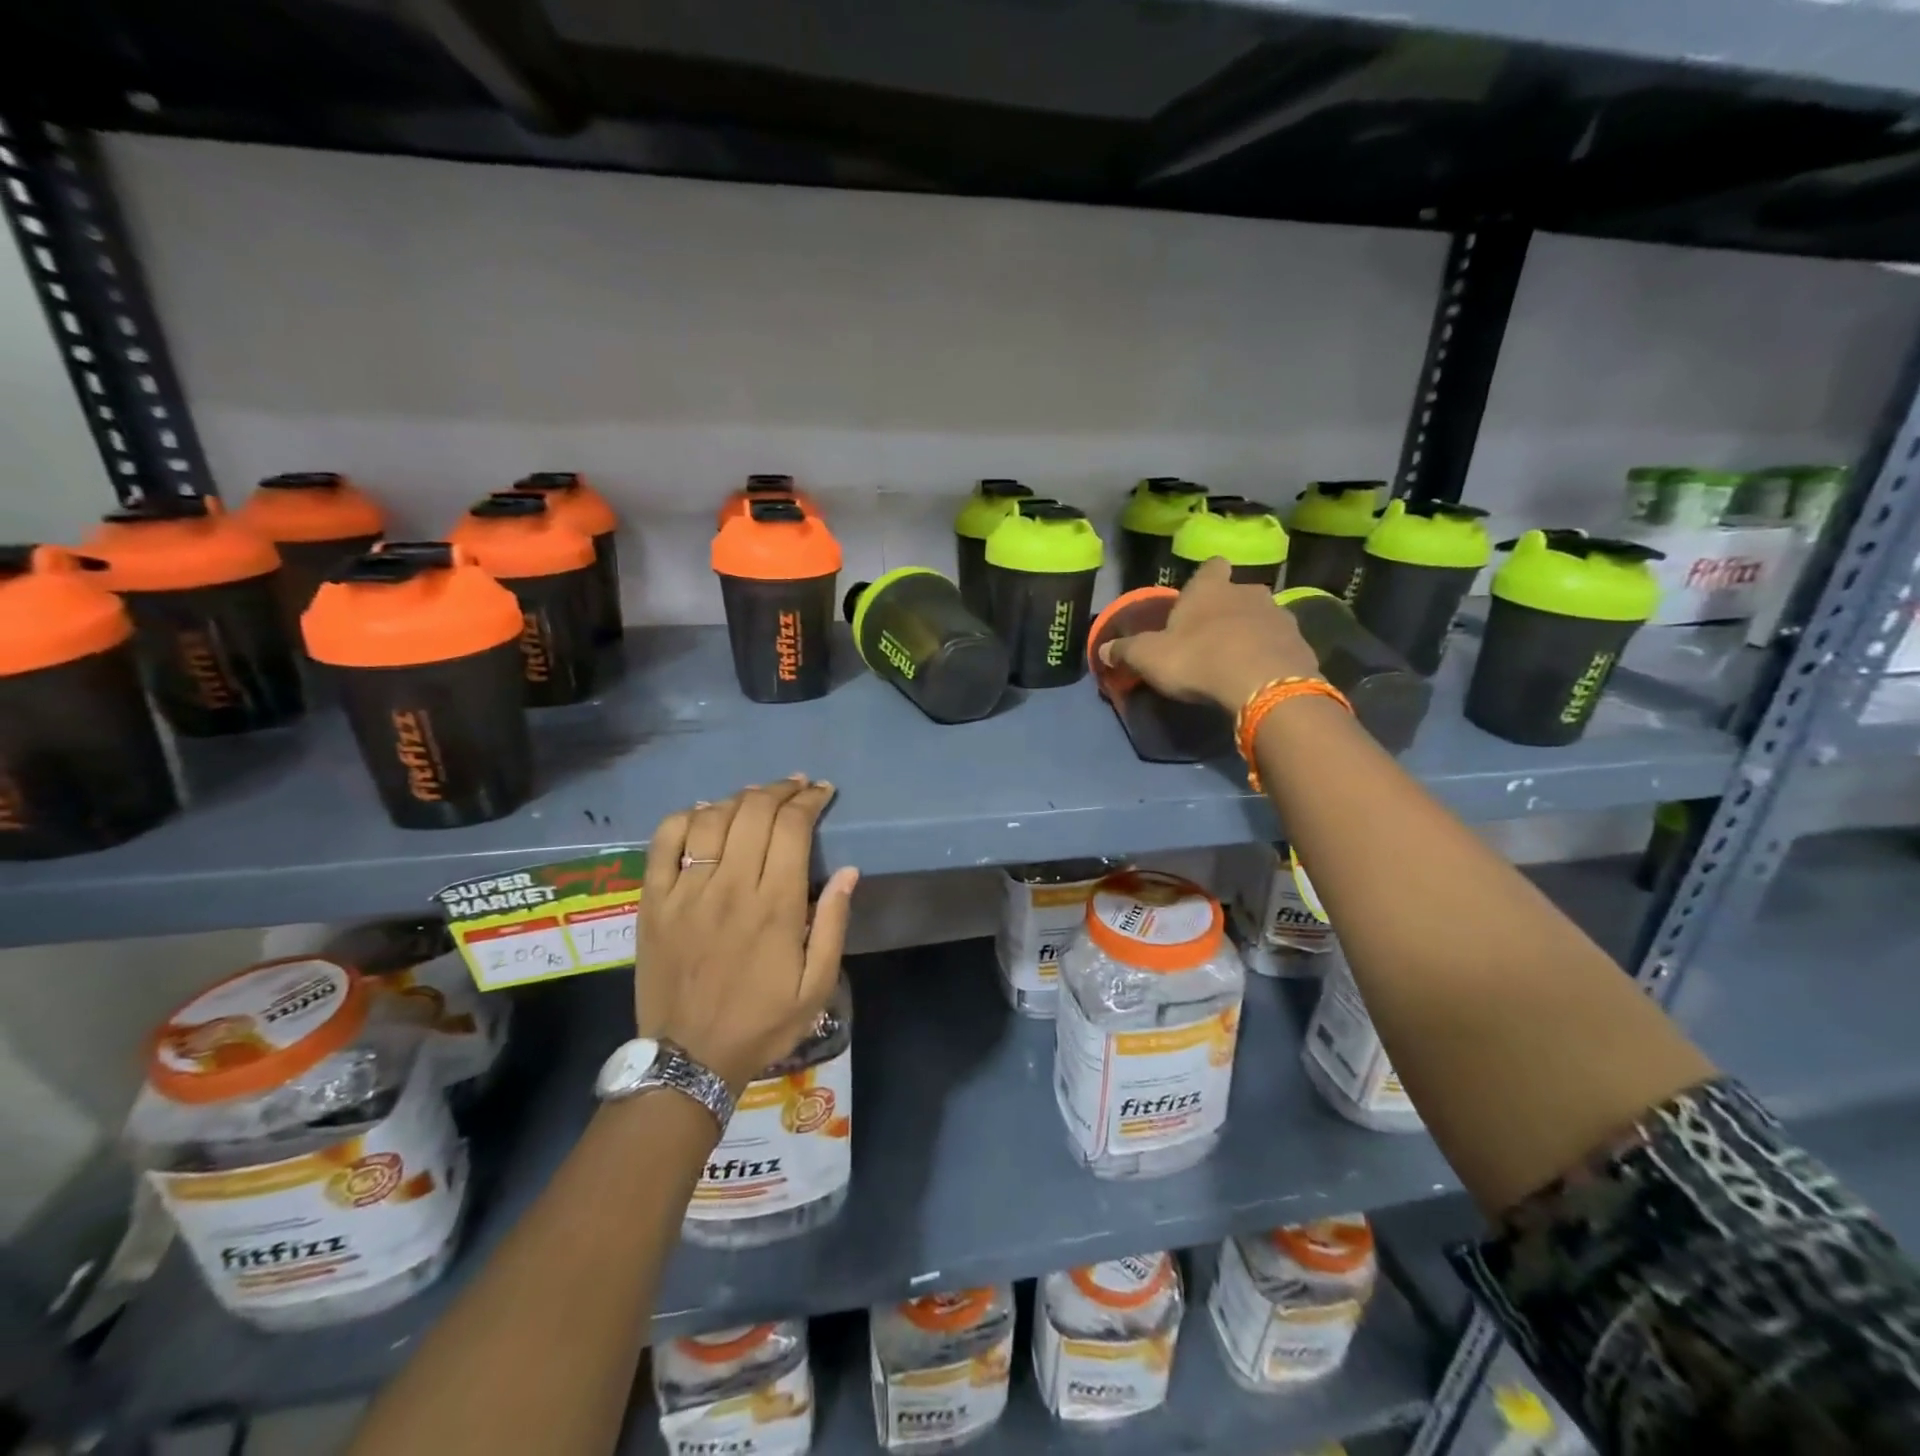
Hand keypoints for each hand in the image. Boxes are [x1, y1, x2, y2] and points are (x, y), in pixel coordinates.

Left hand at [638, 776, 858, 1095]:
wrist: (689, 1059)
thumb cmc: (762, 1022)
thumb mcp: (817, 986)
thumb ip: (834, 925)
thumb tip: (849, 871)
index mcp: (775, 906)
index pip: (792, 828)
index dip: (809, 800)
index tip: (822, 791)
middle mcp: (730, 887)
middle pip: (754, 812)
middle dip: (780, 790)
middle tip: (796, 786)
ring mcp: (686, 892)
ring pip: (712, 819)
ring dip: (739, 798)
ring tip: (756, 796)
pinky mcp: (654, 902)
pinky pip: (664, 842)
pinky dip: (685, 817)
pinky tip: (703, 813)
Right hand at [1098, 557, 1320, 712]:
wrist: (1263, 685)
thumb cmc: (1198, 659)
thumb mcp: (1149, 657)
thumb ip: (1125, 651)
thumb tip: (1102, 650)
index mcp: (1210, 588)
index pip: (1211, 566)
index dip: (1205, 579)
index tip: (1198, 596)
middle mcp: (1248, 592)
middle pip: (1238, 592)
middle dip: (1228, 609)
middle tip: (1212, 636)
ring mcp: (1279, 615)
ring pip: (1262, 617)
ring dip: (1252, 632)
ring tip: (1238, 659)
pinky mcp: (1300, 643)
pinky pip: (1281, 644)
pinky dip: (1271, 655)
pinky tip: (1259, 675)